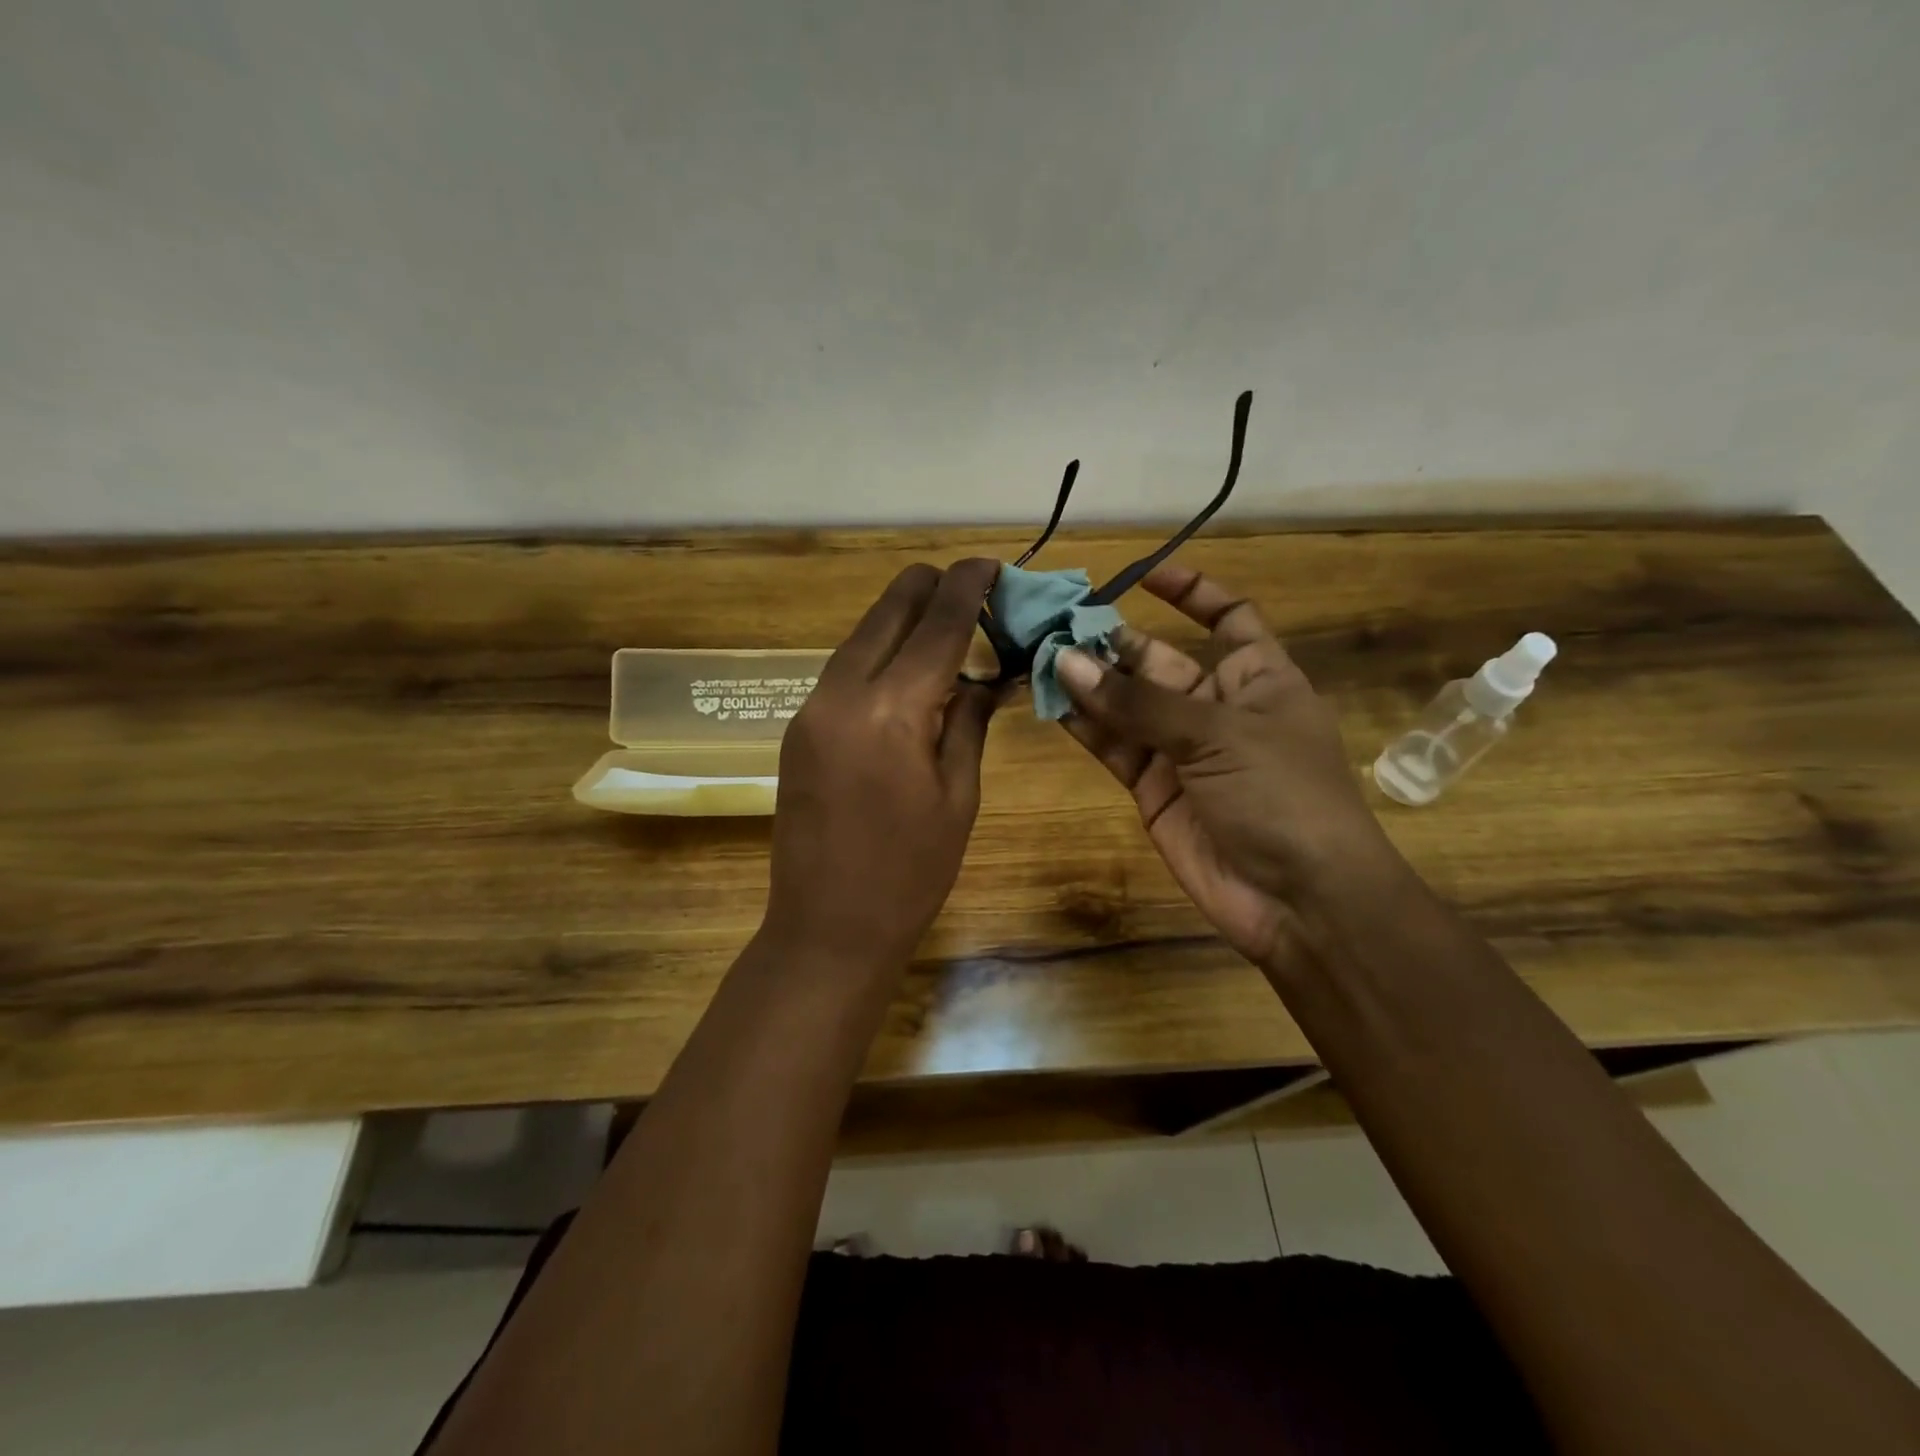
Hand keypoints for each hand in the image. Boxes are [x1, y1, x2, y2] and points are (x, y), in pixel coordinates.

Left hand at [764, 559, 1001, 972]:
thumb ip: (970, 721)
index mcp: (890, 710)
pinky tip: (908, 672)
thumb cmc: (910, 873)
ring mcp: (810, 707)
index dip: (967, 586)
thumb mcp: (959, 795)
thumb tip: (986, 675)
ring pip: (862, 635)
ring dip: (903, 622)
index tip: (991, 563)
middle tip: (972, 593)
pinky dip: (880, 655)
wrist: (826, 928)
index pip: (936, 624)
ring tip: (947, 631)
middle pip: (888, 610)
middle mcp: (841, 693)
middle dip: (930, 588)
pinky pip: (844, 669)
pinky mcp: (798, 727)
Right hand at [1055, 564, 1400, 967]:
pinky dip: (1085, 726)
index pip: (1229, 617)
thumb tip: (1068, 661)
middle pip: (1157, 660)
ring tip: (1039, 656)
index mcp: (1258, 678)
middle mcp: (1217, 707)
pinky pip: (1114, 746)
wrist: (1299, 900)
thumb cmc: (1281, 795)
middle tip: (1054, 624)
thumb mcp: (1218, 734)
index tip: (1143, 574)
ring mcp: (1181, 750)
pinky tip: (1051, 702)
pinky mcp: (1153, 788)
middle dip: (1111, 642)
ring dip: (1088, 682)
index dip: (1192, 593)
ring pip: (1127, 704)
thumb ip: (1139, 701)